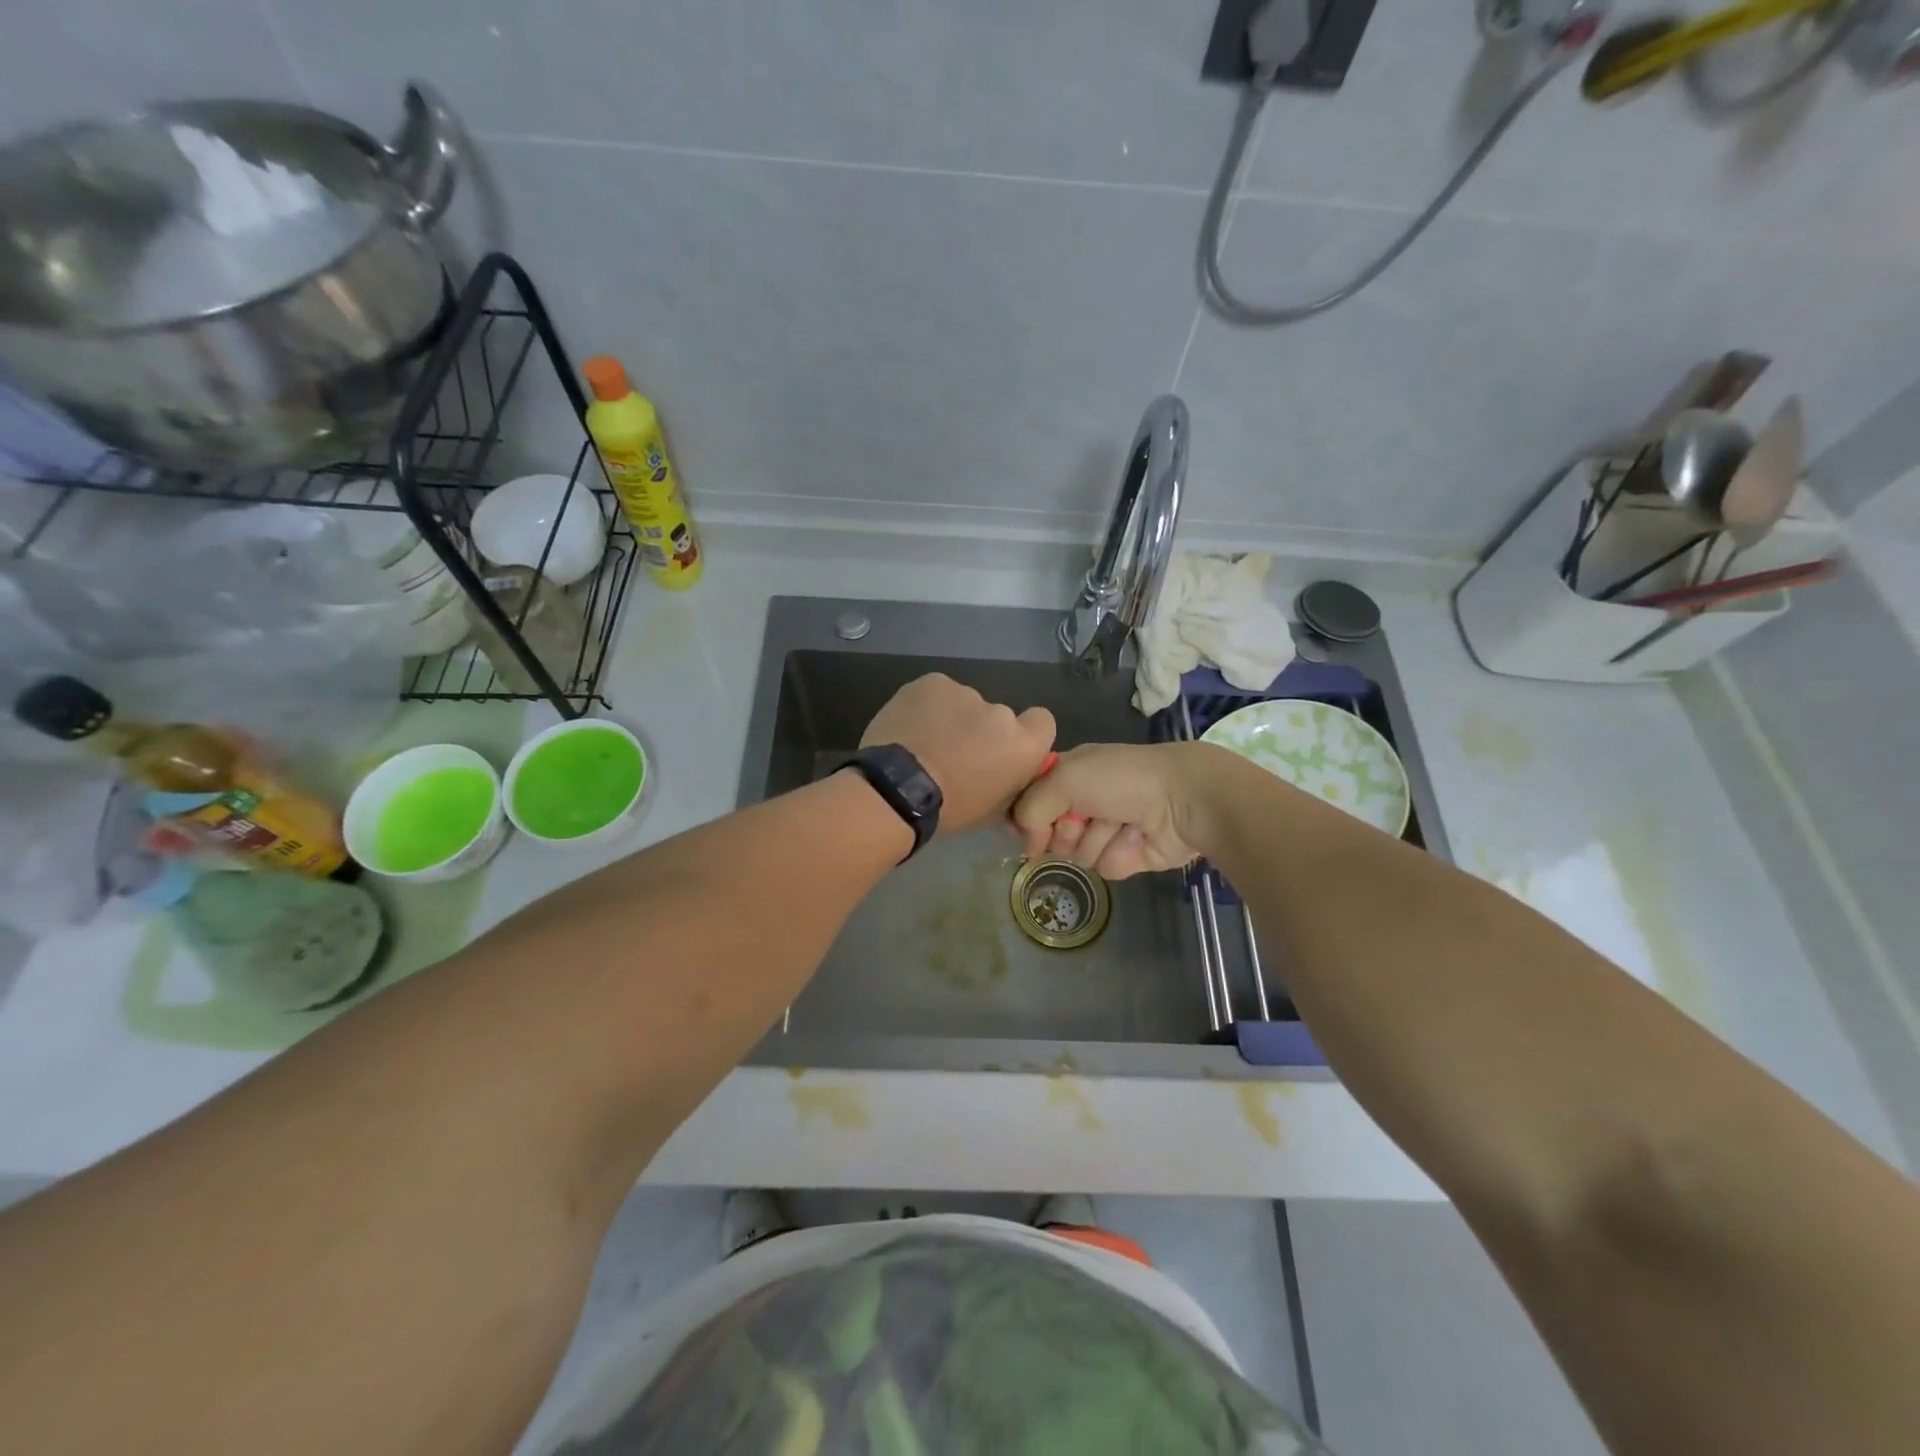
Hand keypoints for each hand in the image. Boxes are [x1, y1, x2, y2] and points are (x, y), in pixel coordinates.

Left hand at [861, 675, 1055, 833]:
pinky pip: (936, 693)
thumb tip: (1005, 775)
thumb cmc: (949, 809)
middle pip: (997, 716)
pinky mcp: (933, 682)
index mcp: (1023, 745)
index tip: (1001, 749)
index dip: (1025, 732)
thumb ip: (1009, 782)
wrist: (897, 790)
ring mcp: (966, 693)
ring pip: (963, 704)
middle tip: (953, 753)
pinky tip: (909, 727)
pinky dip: (926, 707)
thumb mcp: (992, 809)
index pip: (1042, 722)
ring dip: (951, 718)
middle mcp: (1002, 713)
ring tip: (923, 742)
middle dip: (979, 730)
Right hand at [1010, 743, 1220, 877]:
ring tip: (1121, 824)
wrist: (1183, 800)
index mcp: (1068, 772)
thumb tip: (1027, 841)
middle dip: (1066, 830)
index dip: (1028, 815)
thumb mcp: (1064, 778)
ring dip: (1097, 840)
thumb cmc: (1121, 779)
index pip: (1030, 800)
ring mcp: (1105, 829)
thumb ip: (1030, 806)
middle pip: (1050, 833)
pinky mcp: (1126, 855)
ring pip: (1077, 853)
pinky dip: (1120, 854)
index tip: (1030, 825)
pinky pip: (1105, 867)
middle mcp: (1083, 800)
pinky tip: (1137, 839)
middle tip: (1086, 817)